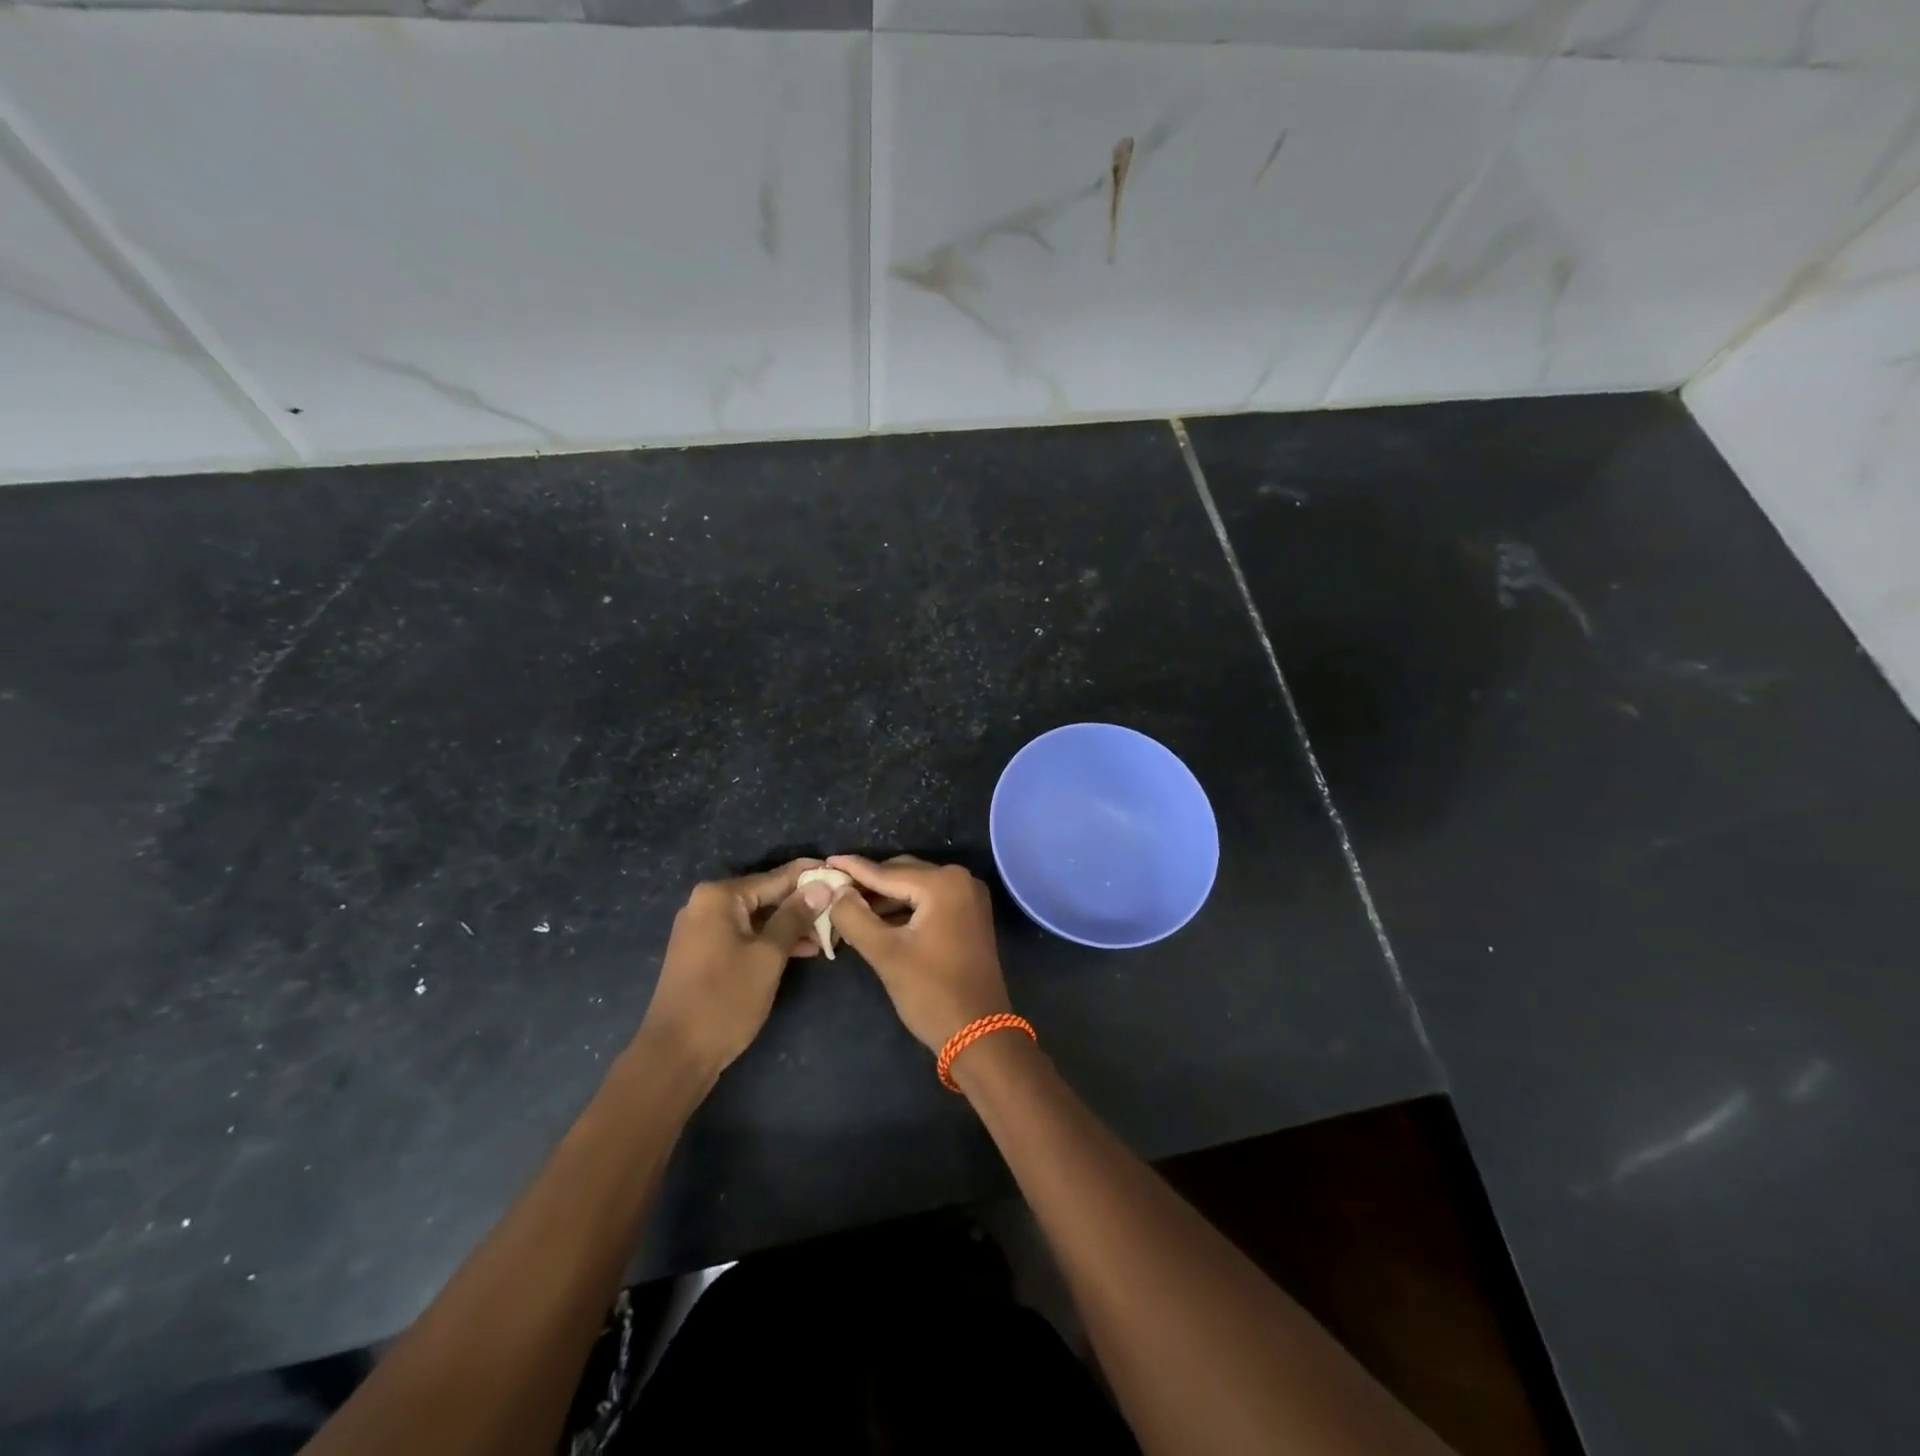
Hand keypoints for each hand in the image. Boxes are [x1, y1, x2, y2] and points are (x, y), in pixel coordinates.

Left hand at [635, 860, 833, 1080]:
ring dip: (791, 925)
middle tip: (840, 910)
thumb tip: (822, 887)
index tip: (844, 876)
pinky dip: (771, 940)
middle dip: (803, 904)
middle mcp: (707, 904)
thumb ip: (795, 916)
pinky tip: (803, 949)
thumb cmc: (725, 1000)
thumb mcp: (769, 955)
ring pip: (758, 917)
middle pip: (766, 895)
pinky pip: (746, 934)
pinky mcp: (704, 952)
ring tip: (828, 934)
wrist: (676, 1055)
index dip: (812, 877)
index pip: (777, 877)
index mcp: (719, 896)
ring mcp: (703, 929)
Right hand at [823, 855, 1011, 1051]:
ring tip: (849, 910)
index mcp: (943, 884)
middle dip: (869, 885)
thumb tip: (836, 891)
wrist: (979, 1034)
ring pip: (915, 888)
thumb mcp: (885, 954)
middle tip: (833, 893)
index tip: (825, 861)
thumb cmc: (931, 993)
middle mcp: (961, 880)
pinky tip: (878, 921)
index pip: (887, 872)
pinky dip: (905, 909)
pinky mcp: (970, 916)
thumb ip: (855, 917)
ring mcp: (969, 897)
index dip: (853, 869)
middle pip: (903, 874)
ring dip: (885, 898)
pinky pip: (930, 901)